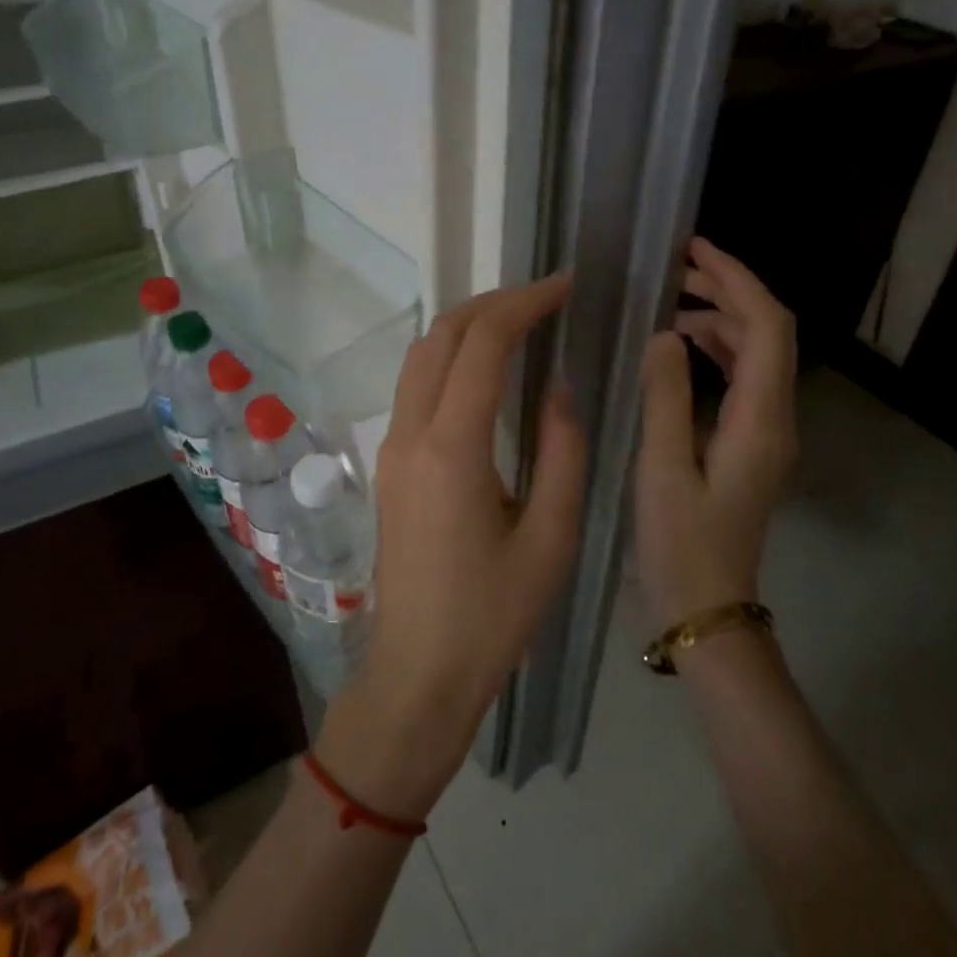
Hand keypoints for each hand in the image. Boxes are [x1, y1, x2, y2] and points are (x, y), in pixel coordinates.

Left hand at [321, 275, 586, 814]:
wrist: (420, 671)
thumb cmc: (494, 615)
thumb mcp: (552, 536)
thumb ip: (563, 452)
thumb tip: (559, 387)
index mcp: (452, 448)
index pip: (483, 344)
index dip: (525, 303)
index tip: (565, 286)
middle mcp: (411, 434)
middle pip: (442, 335)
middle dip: (494, 302)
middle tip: (546, 298)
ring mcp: (392, 447)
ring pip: (421, 355)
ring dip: (467, 325)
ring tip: (520, 322)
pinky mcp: (390, 464)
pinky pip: (416, 386)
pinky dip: (450, 357)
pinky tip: (486, 369)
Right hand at [636, 238, 797, 629]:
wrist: (708, 609)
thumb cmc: (681, 545)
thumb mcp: (662, 469)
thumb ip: (664, 396)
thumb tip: (665, 333)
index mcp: (760, 420)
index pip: (767, 327)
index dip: (737, 279)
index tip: (694, 250)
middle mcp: (776, 419)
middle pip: (769, 333)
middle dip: (728, 290)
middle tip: (675, 270)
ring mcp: (767, 433)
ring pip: (757, 354)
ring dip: (722, 319)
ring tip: (672, 302)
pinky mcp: (751, 445)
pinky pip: (743, 379)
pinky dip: (718, 350)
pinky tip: (682, 347)